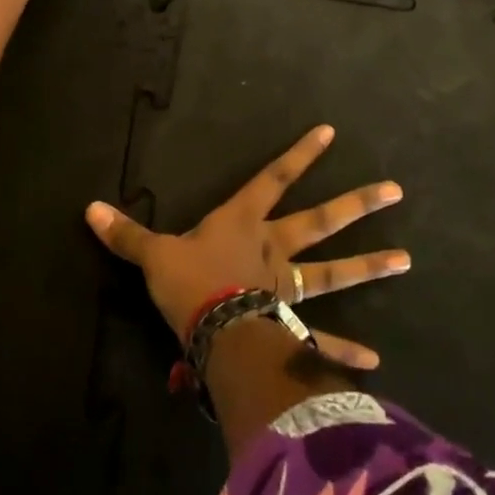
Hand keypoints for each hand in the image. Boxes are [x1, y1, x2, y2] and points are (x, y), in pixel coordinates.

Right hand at [85, 125, 408, 368]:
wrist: (212, 330)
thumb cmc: (189, 283)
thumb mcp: (153, 254)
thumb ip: (126, 234)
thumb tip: (88, 208)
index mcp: (242, 222)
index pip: (273, 178)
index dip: (300, 155)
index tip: (331, 132)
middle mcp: (273, 248)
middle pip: (320, 220)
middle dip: (357, 204)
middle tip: (396, 191)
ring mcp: (287, 287)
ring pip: (333, 272)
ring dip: (369, 265)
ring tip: (406, 260)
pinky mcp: (290, 326)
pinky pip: (322, 338)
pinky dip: (345, 350)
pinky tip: (375, 362)